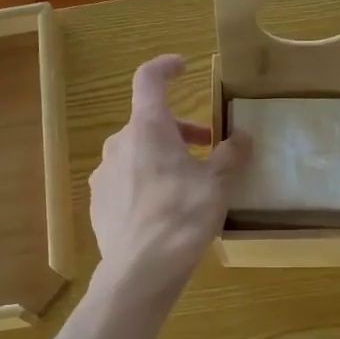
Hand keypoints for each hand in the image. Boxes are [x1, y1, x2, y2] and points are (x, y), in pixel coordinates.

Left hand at [89, 55, 250, 299]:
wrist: (139, 271)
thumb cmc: (182, 217)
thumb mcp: (217, 185)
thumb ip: (230, 156)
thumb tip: (242, 137)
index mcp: (147, 128)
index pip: (149, 79)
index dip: (166, 67)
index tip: (183, 67)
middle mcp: (119, 143)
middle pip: (148, 122)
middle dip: (180, 130)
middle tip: (207, 148)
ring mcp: (103, 174)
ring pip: (136, 153)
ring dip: (162, 157)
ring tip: (188, 184)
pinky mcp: (98, 202)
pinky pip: (125, 180)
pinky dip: (145, 182)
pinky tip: (163, 211)